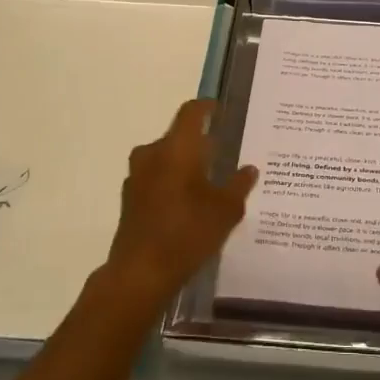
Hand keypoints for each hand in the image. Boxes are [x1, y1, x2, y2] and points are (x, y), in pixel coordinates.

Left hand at [103, 99, 256, 308]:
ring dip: (184, 163)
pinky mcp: (130, 199)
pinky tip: (188, 202)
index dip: (207, 107)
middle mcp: (152, 154)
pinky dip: (171, 182)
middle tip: (223, 151)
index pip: (191, 112)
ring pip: (165, 158)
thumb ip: (239, 184)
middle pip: (178, 136)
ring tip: (208, 179)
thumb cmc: (187, 232)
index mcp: (177, 148)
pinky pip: (155, 178)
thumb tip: (249, 168)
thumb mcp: (226, 210)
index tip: (221, 110)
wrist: (140, 273)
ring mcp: (137, 177)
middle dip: (199, 141)